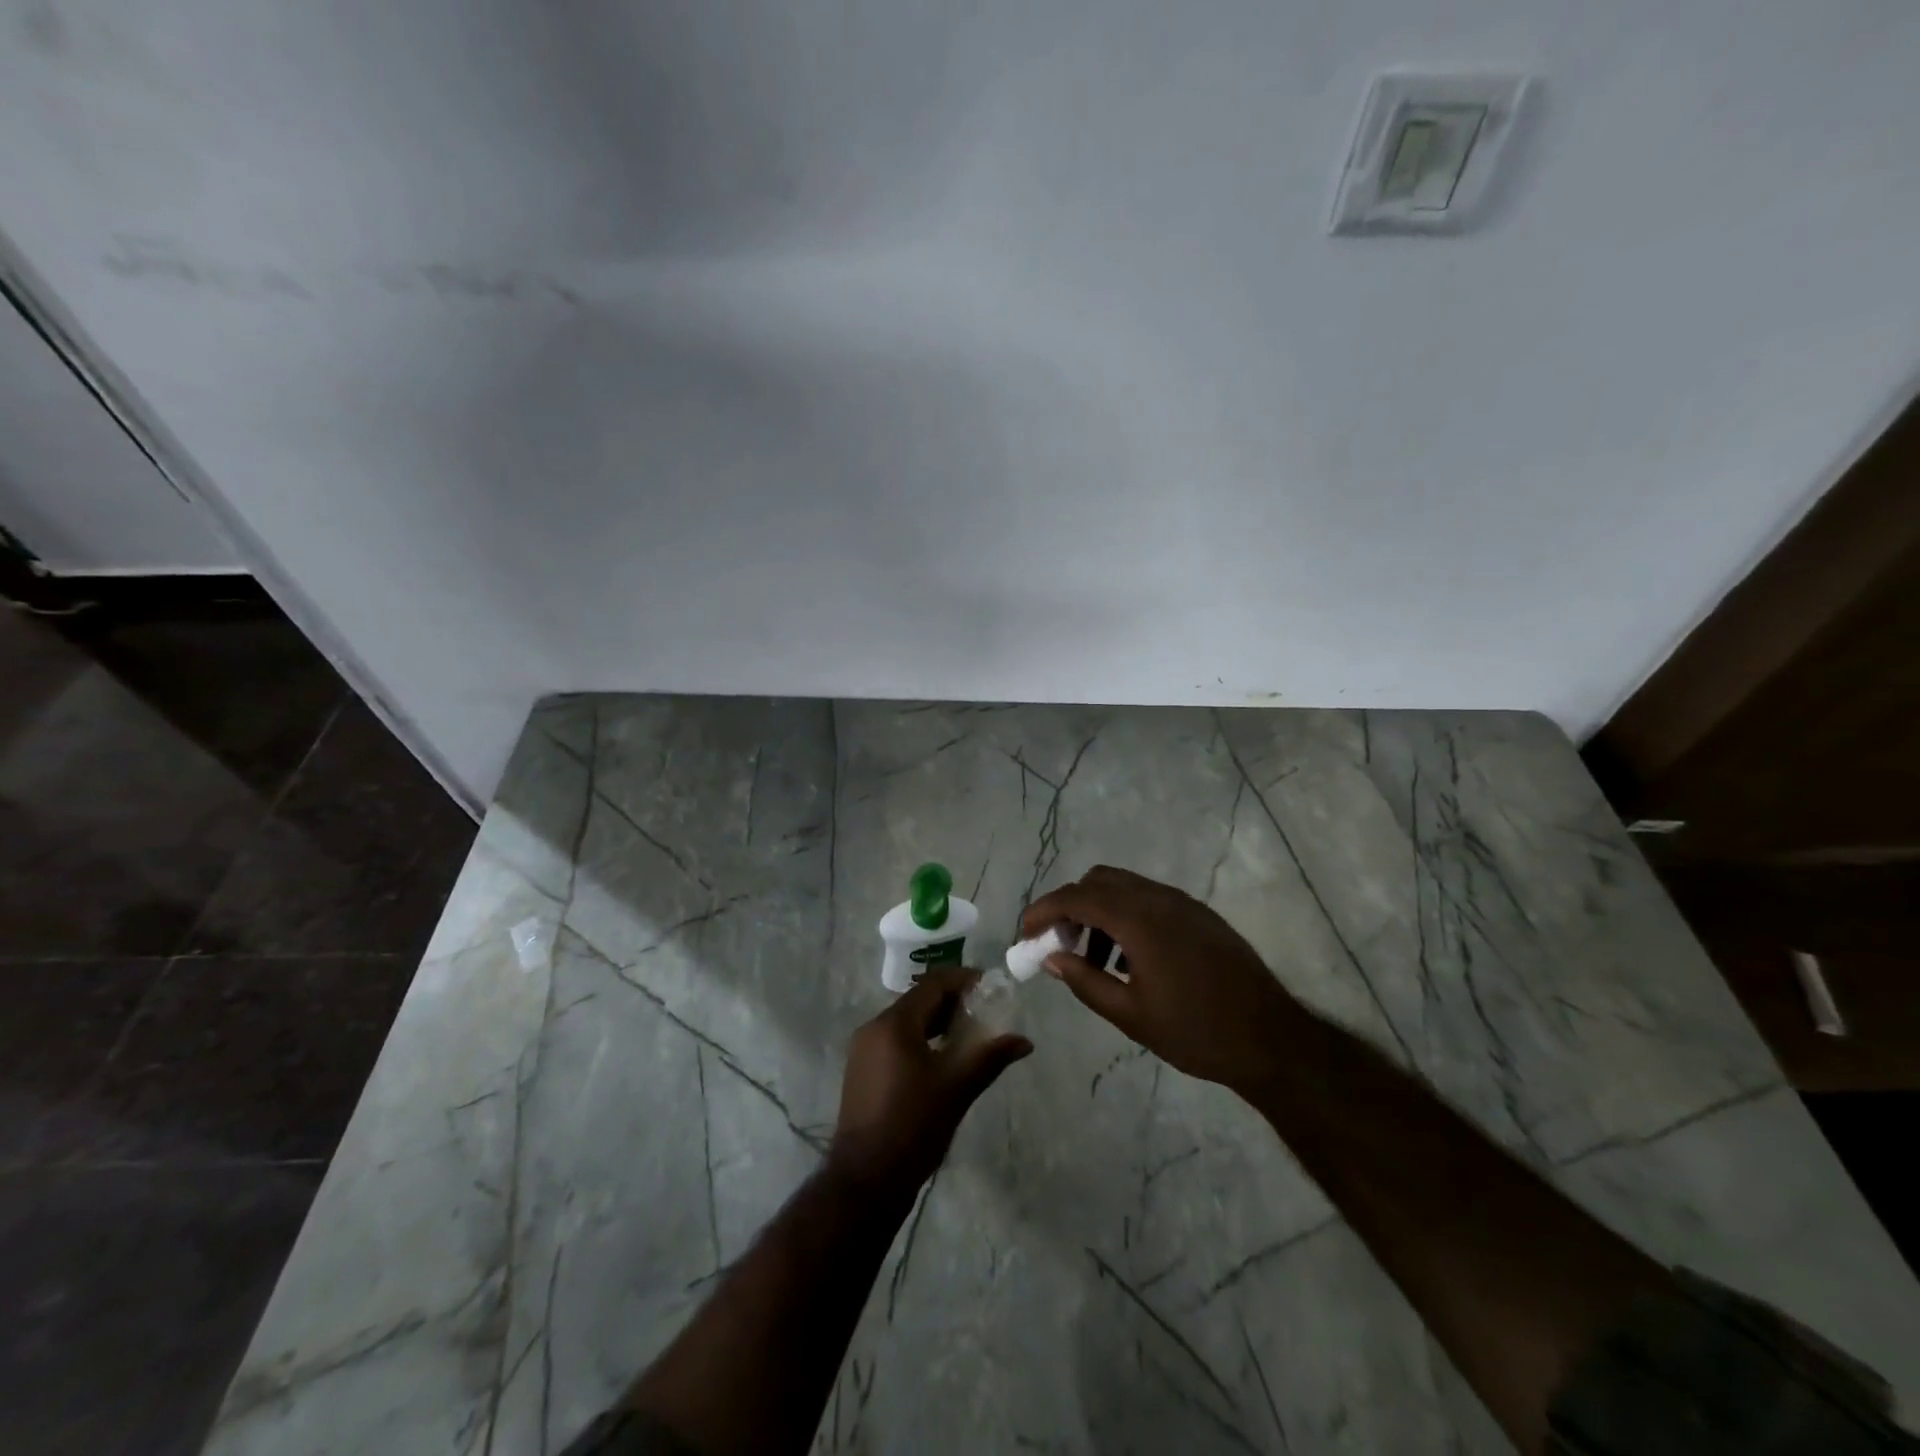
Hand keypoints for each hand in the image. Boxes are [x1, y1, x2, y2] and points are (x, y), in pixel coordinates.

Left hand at [827, 967, 1032, 1199]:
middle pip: (919, 1000)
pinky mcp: (862, 1070)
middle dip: (953, 1002)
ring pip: (907, 1021)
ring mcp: (864, 1049)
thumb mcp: (957, 1088)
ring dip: (938, 1022)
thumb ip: (990, 1057)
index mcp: (894, 1023)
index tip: (991, 987)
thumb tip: (1024, 1041)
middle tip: (986, 1012)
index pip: (933, 984)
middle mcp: (874, 1027)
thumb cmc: (913, 1126)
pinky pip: (896, 1040)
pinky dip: (922, 1039)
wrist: (866, 1180)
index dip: (964, 980)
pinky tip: (943, 1058)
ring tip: (970, 1035)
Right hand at [1023, 865, 1298, 1092]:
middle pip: (1099, 880)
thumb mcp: (1132, 1016)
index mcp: (1139, 920)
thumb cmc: (1197, 1032)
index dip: (1044, 909)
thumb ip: (1086, 981)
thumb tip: (1052, 959)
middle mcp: (1159, 899)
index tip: (1025, 932)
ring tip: (1095, 958)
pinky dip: (1125, 914)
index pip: (1077, 897)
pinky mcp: (1199, 914)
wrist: (1271, 1038)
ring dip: (1098, 910)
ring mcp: (1183, 903)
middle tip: (1058, 943)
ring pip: (1124, 887)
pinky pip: (1149, 899)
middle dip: (1070, 905)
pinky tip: (1130, 958)